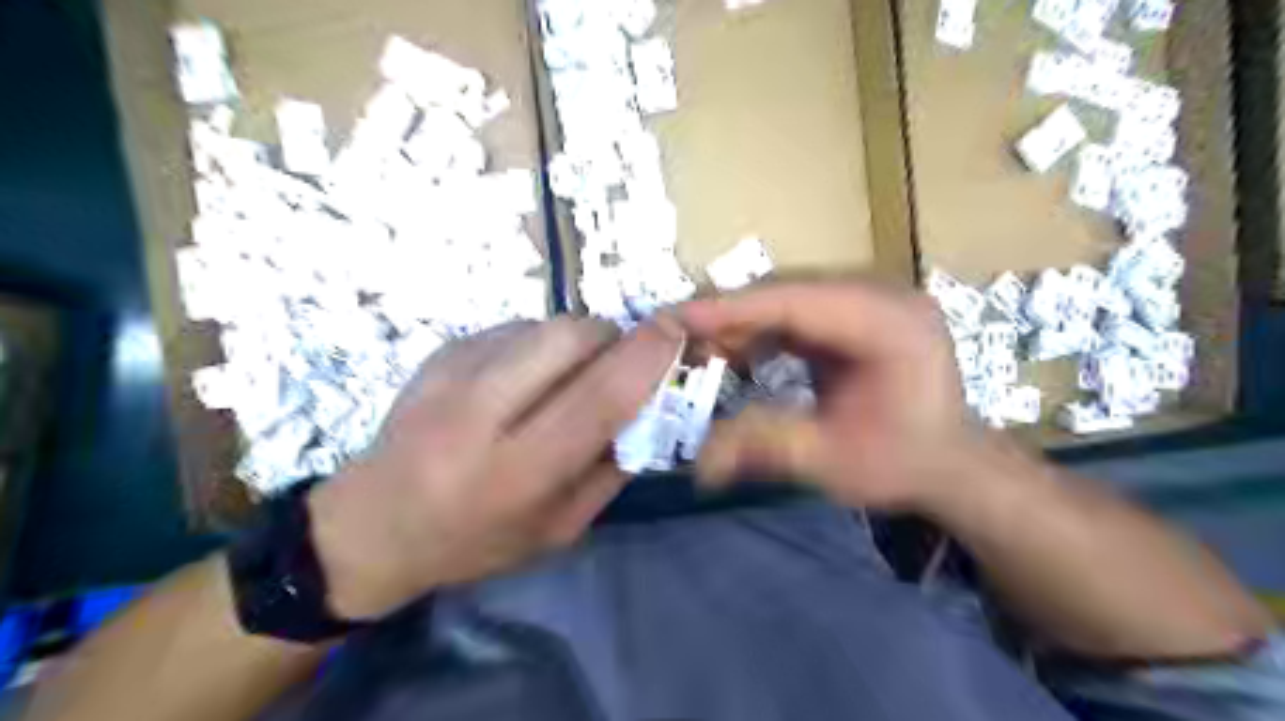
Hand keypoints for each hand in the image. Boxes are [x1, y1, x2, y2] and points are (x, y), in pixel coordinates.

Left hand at [303, 319, 680, 615]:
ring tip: (566, 376)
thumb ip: (611, 468)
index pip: (598, 398)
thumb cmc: (474, 540)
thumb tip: (651, 407)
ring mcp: (452, 374)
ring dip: (577, 341)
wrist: (372, 524)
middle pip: (570, 338)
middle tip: (618, 362)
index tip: (674, 332)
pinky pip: (516, 327)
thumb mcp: (558, 529)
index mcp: (516, 474)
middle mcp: (479, 415)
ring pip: (545, 325)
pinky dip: (540, 344)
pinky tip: (524, 378)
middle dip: (612, 338)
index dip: (645, 358)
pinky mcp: (440, 351)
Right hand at [682, 281, 984, 511]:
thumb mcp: (834, 463)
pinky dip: (764, 328)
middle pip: (793, 289)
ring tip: (703, 348)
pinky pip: (800, 308)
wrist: (950, 463)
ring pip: (791, 294)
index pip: (802, 302)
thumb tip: (700, 464)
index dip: (736, 308)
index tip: (682, 317)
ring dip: (745, 319)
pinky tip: (738, 351)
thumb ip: (766, 449)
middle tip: (682, 337)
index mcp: (893, 326)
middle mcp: (886, 296)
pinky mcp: (859, 311)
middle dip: (734, 313)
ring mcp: (874, 299)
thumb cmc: (902, 463)